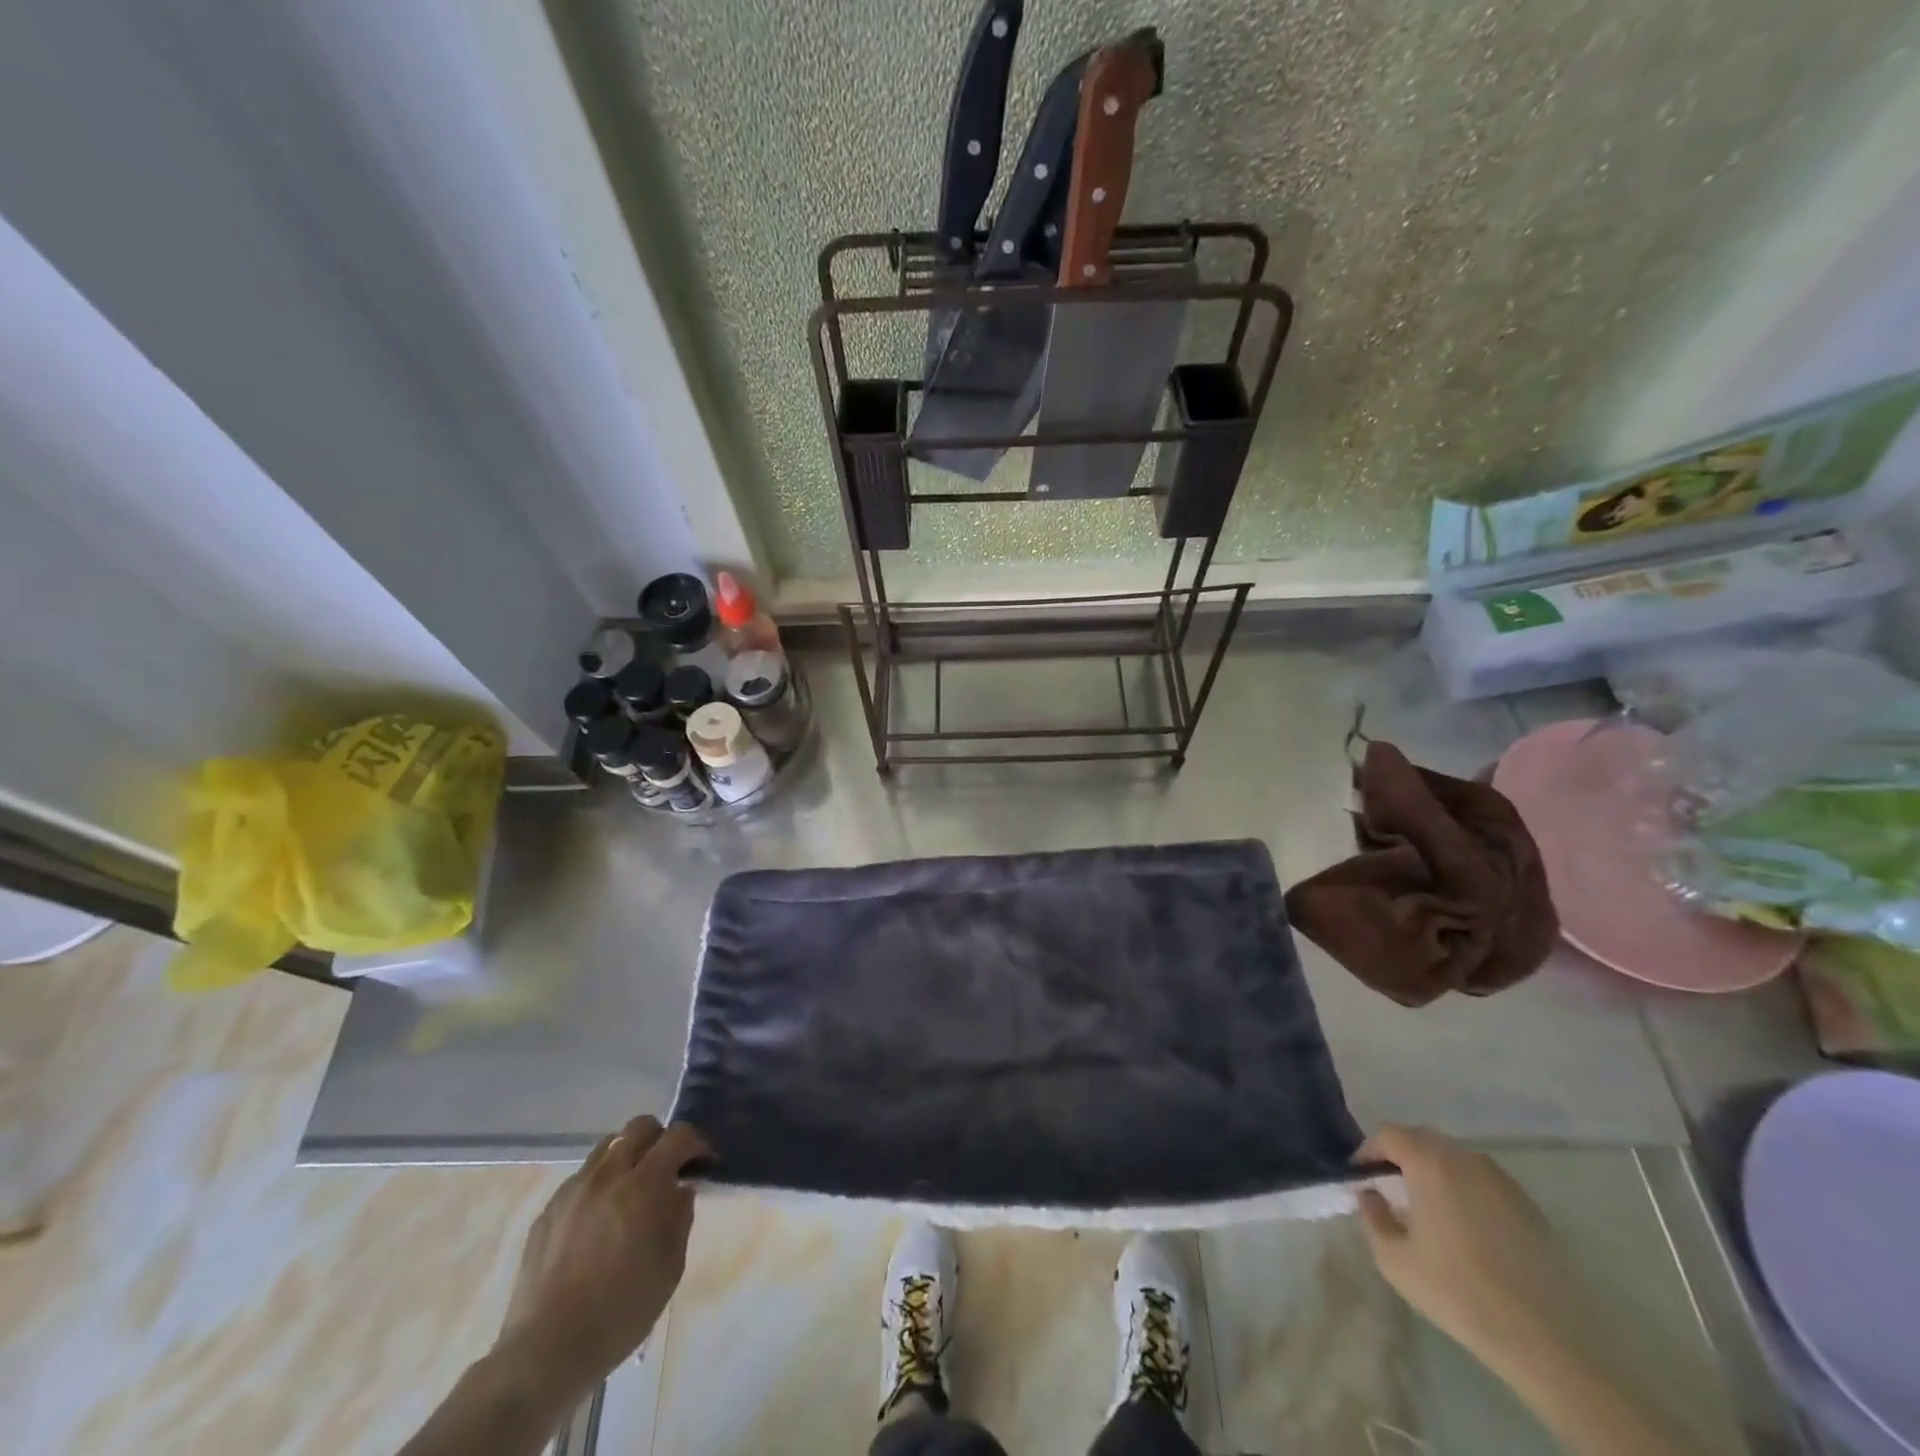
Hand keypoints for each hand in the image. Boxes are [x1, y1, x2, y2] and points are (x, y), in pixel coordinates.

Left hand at [494, 1116, 712, 1400]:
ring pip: (607, 1147)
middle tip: (668, 1168)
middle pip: (640, 1127)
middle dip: (661, 1139)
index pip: (678, 1137)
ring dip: (628, 1156)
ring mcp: (572, 1191)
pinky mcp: (548, 1211)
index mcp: (642, 1186)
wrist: (546, 1352)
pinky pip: (581, 1178)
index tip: (704, 1164)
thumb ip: (680, 1218)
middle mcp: (607, 1176)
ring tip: (632, 1189)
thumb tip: (680, 1190)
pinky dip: (600, 1183)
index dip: (697, 1144)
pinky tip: (600, 1219)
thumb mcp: (670, 1267)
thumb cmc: (621, 1312)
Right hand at [1355, 1124, 1577, 1375]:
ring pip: (1455, 1157)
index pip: (1388, 1134)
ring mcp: (1502, 1180)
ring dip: (1434, 1169)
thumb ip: (1372, 1217)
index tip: (1361, 1178)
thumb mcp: (1394, 1260)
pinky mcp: (1528, 1205)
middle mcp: (1465, 1159)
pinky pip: (1483, 1179)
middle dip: (1400, 1155)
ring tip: (1428, 1205)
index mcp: (1430, 1163)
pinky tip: (1466, 1225)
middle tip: (1390, 1187)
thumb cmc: (1459, 1293)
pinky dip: (1465, 1188)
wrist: (1545, 1340)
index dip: (1368, 1151)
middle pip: (1422, 1138)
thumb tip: (1370, 1194)